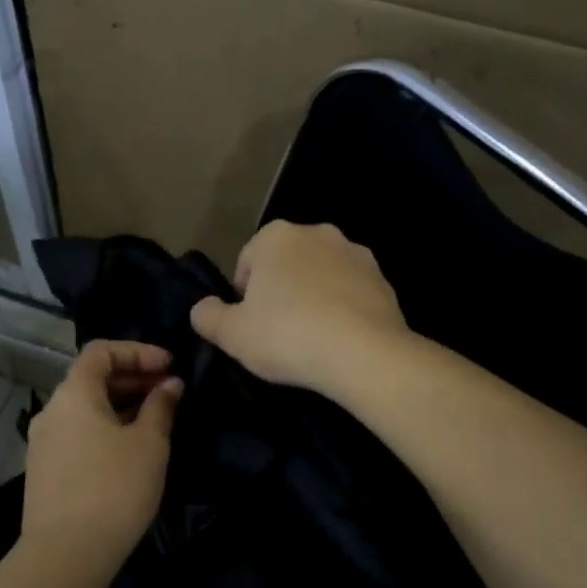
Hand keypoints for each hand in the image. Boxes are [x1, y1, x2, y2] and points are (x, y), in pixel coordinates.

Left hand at [22, 340, 182, 577]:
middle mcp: (52, 410)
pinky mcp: (45, 470)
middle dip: (133, 378)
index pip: (101, 351)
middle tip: (170, 392)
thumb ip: (161, 407)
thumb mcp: (149, 444)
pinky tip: (131, 449)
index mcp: (74, 394)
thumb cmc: (113, 489)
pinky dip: (106, 428)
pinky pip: (78, 433)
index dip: (138, 351)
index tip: (169, 365)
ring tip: (156, 420)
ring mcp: (44, 442)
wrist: (65, 556)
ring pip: (86, 408)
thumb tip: (169, 385)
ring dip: (121, 405)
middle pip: (92, 378)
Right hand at [189, 221, 409, 397]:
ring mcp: (355, 254)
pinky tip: (339, 340)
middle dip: (281, 291)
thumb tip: (202, 308)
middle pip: (286, 264)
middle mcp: (317, 233)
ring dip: (313, 297)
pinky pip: (351, 293)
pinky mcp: (384, 280)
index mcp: (275, 236)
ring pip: (321, 276)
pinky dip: (342, 309)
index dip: (244, 296)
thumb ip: (208, 316)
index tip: (250, 326)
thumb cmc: (287, 335)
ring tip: (311, 339)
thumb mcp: (231, 334)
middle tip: (278, 332)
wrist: (364, 354)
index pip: (247, 262)